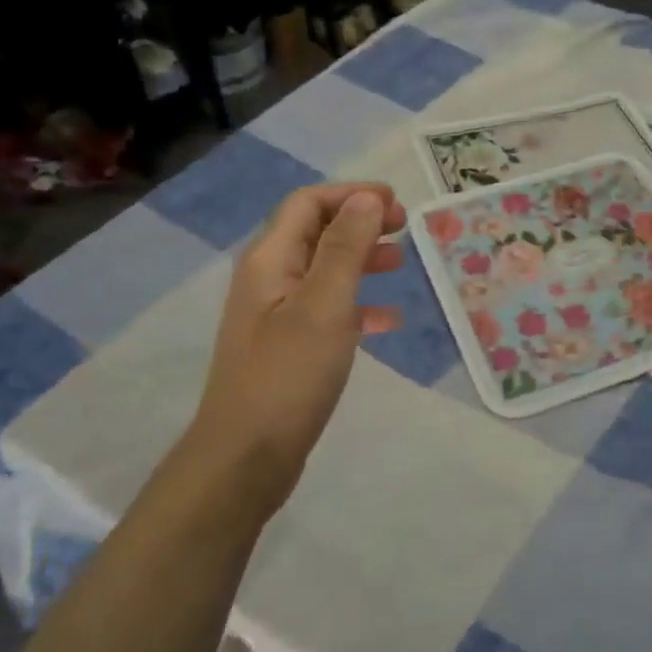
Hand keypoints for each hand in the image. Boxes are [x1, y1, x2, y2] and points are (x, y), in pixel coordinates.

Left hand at [187, 183, 406, 519]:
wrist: (246, 456)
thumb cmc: (288, 375)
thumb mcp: (324, 305)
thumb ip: (345, 248)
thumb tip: (366, 198)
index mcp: (269, 260)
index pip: (307, 203)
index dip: (351, 195)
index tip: (397, 202)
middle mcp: (268, 279)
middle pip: (316, 232)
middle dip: (360, 223)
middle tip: (405, 228)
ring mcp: (276, 315)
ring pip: (324, 270)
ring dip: (361, 260)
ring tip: (401, 264)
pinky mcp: (287, 346)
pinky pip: (327, 310)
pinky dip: (358, 304)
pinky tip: (389, 319)